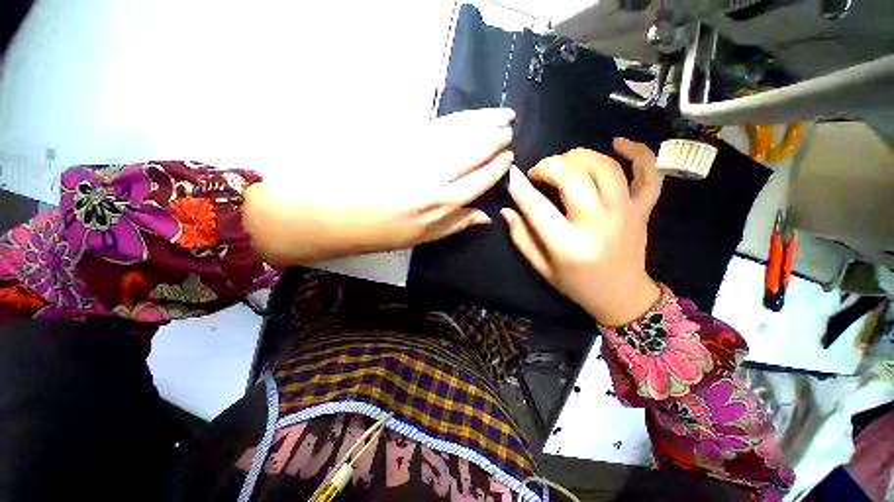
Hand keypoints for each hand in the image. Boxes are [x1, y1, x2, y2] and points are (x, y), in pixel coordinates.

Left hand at [244, 108, 514, 264]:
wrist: (331, 210)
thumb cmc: (378, 231)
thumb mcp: (420, 237)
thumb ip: (455, 224)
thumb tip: (485, 216)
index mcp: (441, 202)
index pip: (480, 179)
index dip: (496, 167)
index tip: (509, 157)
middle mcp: (435, 174)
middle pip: (473, 150)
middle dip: (495, 138)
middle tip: (509, 128)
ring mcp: (417, 151)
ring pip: (460, 131)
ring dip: (483, 120)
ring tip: (501, 114)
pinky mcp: (401, 136)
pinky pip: (438, 124)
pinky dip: (459, 119)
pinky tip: (469, 117)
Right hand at [502, 139, 662, 325]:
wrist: (622, 296)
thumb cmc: (576, 285)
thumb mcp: (541, 268)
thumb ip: (521, 238)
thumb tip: (507, 210)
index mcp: (567, 245)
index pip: (536, 206)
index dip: (519, 186)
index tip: (510, 174)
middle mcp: (597, 224)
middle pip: (572, 177)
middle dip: (549, 165)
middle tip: (538, 171)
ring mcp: (625, 213)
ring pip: (605, 168)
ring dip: (580, 155)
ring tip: (565, 161)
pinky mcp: (643, 210)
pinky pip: (649, 174)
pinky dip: (638, 152)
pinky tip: (618, 143)